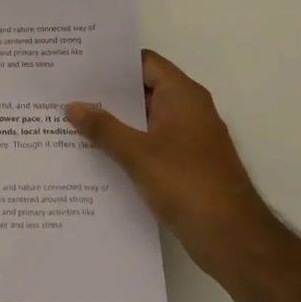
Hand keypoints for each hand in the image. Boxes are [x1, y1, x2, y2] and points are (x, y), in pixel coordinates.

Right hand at [66, 50, 275, 273]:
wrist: (234, 239)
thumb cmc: (188, 185)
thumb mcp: (138, 154)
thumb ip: (104, 128)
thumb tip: (72, 105)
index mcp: (183, 96)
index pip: (144, 63)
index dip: (113, 61)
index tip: (79, 63)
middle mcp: (188, 110)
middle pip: (143, 89)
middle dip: (106, 92)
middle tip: (66, 90)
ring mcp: (188, 139)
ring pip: (144, 119)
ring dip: (114, 120)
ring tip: (71, 119)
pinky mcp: (185, 164)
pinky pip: (149, 142)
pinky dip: (125, 143)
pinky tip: (94, 152)